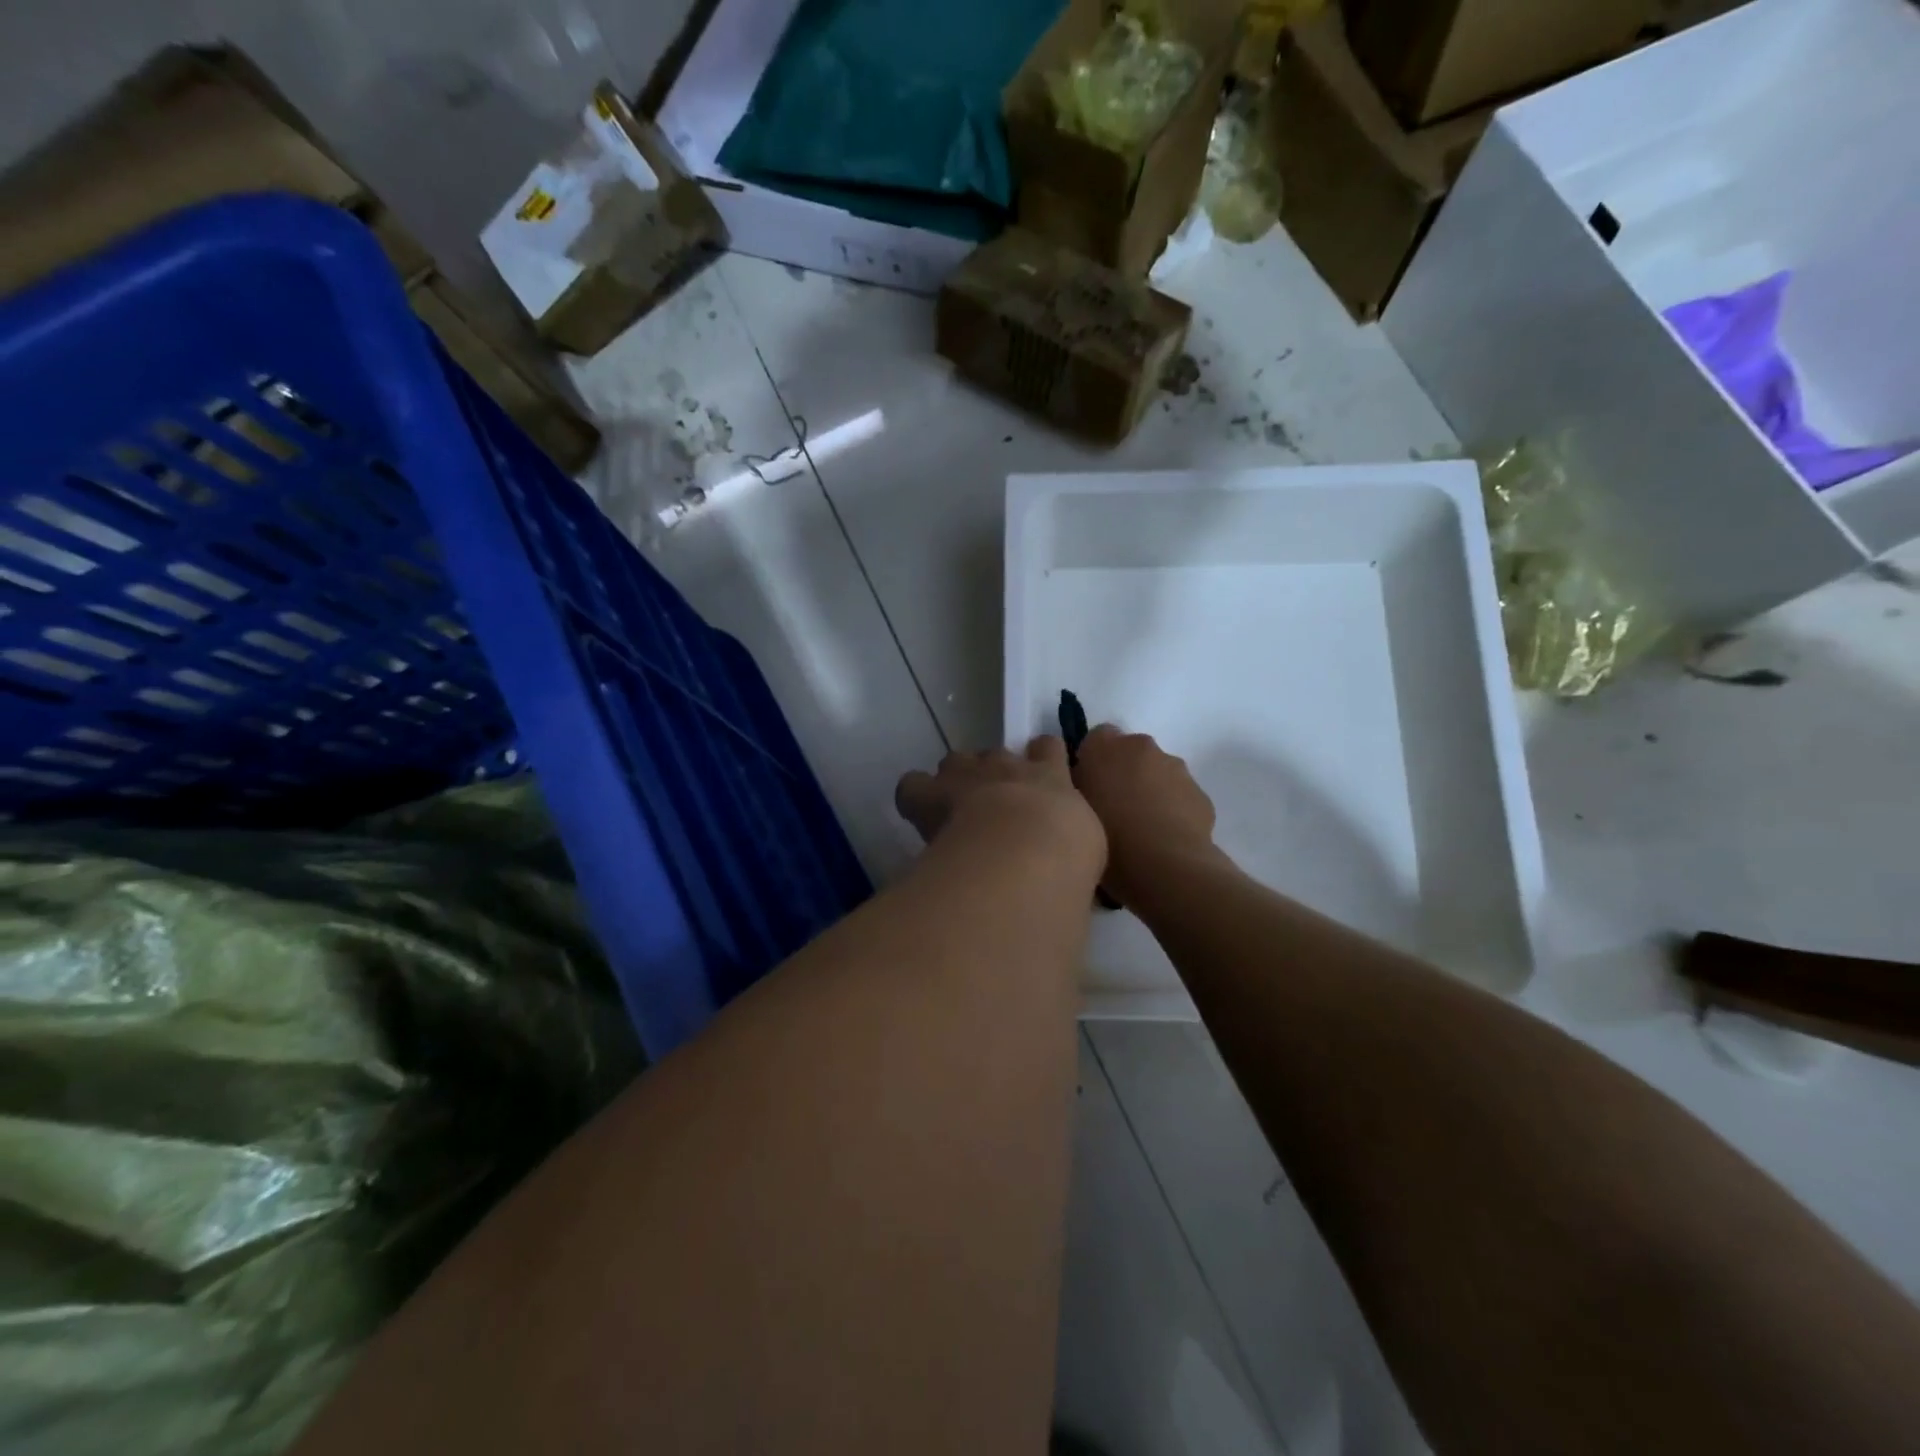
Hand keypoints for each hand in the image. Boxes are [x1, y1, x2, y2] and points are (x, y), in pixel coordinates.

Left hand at [896, 738, 1103, 868]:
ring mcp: (968, 774)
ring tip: (953, 810)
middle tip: (993, 807)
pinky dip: (915, 797)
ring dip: (955, 781)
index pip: (1048, 748)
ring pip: (956, 762)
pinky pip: (914, 786)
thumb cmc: (1068, 856)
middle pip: (996, 754)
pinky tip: (920, 816)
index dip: (1039, 758)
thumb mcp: (1086, 848)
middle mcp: (1009, 766)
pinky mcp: (932, 793)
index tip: (1036, 779)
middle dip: (992, 773)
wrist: (1026, 851)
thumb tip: (1066, 856)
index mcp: (1052, 776)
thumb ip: (1074, 841)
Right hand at [1071, 726, 1217, 904]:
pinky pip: (1179, 796)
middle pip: (1130, 752)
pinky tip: (1163, 838)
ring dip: (1149, 790)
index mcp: (1106, 747)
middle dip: (1123, 772)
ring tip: (1140, 828)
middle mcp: (1142, 747)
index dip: (1092, 759)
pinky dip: (1171, 809)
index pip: (1096, 737)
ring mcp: (1176, 769)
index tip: (1089, 786)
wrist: (1165, 866)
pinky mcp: (1200, 794)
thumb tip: (1083, 782)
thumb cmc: (1108, 837)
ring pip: (1158, 773)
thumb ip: (1077, 787)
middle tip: (1113, 808)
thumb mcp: (1075, 810)